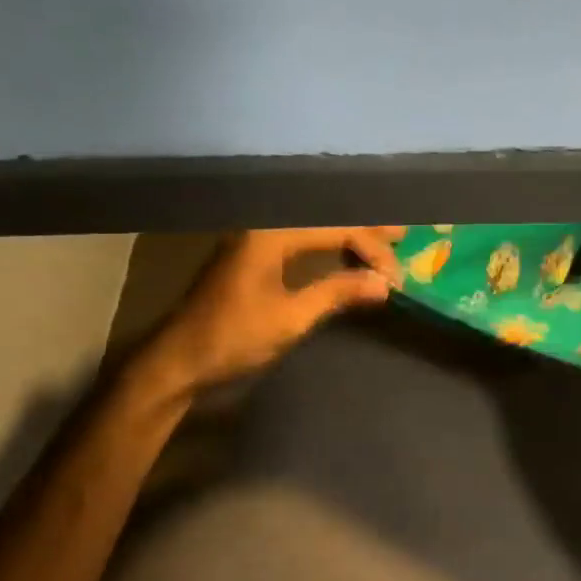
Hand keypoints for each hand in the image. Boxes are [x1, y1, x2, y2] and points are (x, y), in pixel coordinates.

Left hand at [141, 227, 405, 395]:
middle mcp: (263, 227)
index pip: (336, 229)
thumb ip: (338, 293)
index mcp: (271, 234)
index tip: (396, 276)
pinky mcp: (252, 258)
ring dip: (348, 237)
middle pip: (325, 220)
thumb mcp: (291, 318)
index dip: (372, 249)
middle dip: (365, 230)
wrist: (177, 361)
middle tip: (403, 235)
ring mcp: (255, 241)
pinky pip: (300, 242)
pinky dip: (328, 248)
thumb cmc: (233, 338)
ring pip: (314, 229)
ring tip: (382, 244)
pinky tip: (345, 257)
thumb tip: (384, 283)